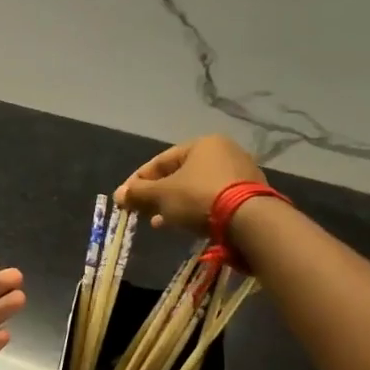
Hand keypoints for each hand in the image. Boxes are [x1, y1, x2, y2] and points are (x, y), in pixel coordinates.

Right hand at [115, 134, 263, 235]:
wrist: (250, 221)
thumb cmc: (199, 197)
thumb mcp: (162, 195)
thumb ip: (138, 193)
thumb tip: (118, 194)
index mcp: (202, 144)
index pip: (161, 161)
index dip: (139, 180)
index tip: (125, 198)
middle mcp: (224, 152)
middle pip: (179, 174)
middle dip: (157, 195)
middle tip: (141, 211)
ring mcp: (240, 173)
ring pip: (195, 188)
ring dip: (174, 205)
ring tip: (159, 222)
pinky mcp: (250, 195)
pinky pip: (213, 199)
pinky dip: (194, 210)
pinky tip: (183, 225)